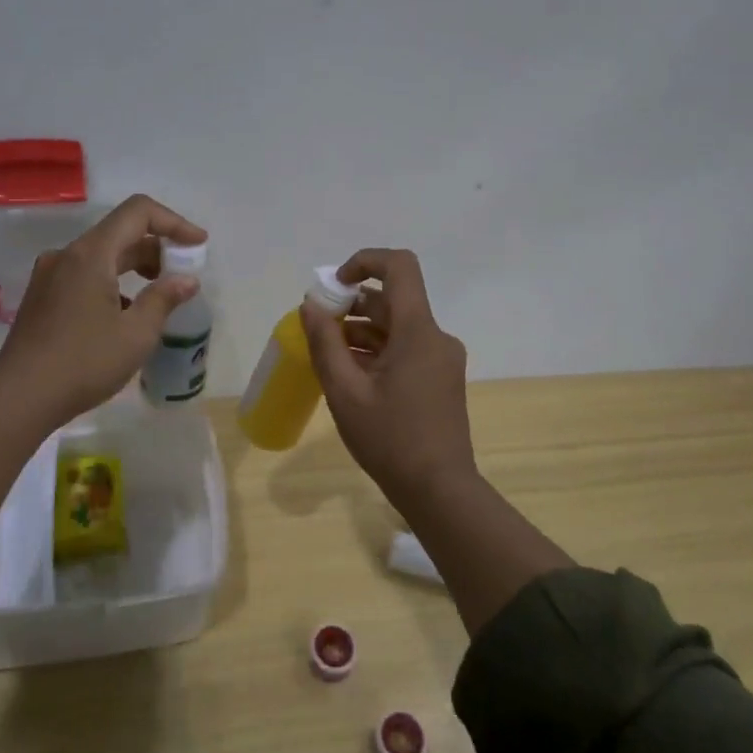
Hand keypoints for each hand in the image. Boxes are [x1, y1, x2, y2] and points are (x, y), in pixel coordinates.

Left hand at [0, 194, 207, 431]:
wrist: (20, 397)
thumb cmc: (84, 363)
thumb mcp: (136, 334)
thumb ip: (164, 299)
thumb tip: (187, 280)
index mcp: (91, 254)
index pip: (138, 212)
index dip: (174, 222)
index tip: (198, 244)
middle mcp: (67, 255)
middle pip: (120, 233)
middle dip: (157, 247)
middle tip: (183, 274)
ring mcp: (50, 275)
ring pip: (102, 255)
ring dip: (135, 266)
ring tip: (160, 295)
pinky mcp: (42, 296)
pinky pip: (85, 274)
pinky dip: (113, 282)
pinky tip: (125, 314)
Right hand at [301, 248, 477, 503]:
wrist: (439, 490)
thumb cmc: (389, 439)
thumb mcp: (345, 391)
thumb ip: (325, 342)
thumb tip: (311, 305)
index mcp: (418, 331)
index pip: (399, 267)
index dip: (364, 262)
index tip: (335, 285)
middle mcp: (436, 337)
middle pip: (393, 300)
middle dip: (352, 305)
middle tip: (319, 330)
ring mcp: (441, 359)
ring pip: (397, 326)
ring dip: (362, 331)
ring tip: (329, 356)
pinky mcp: (440, 378)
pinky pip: (406, 348)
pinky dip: (378, 351)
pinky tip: (351, 375)